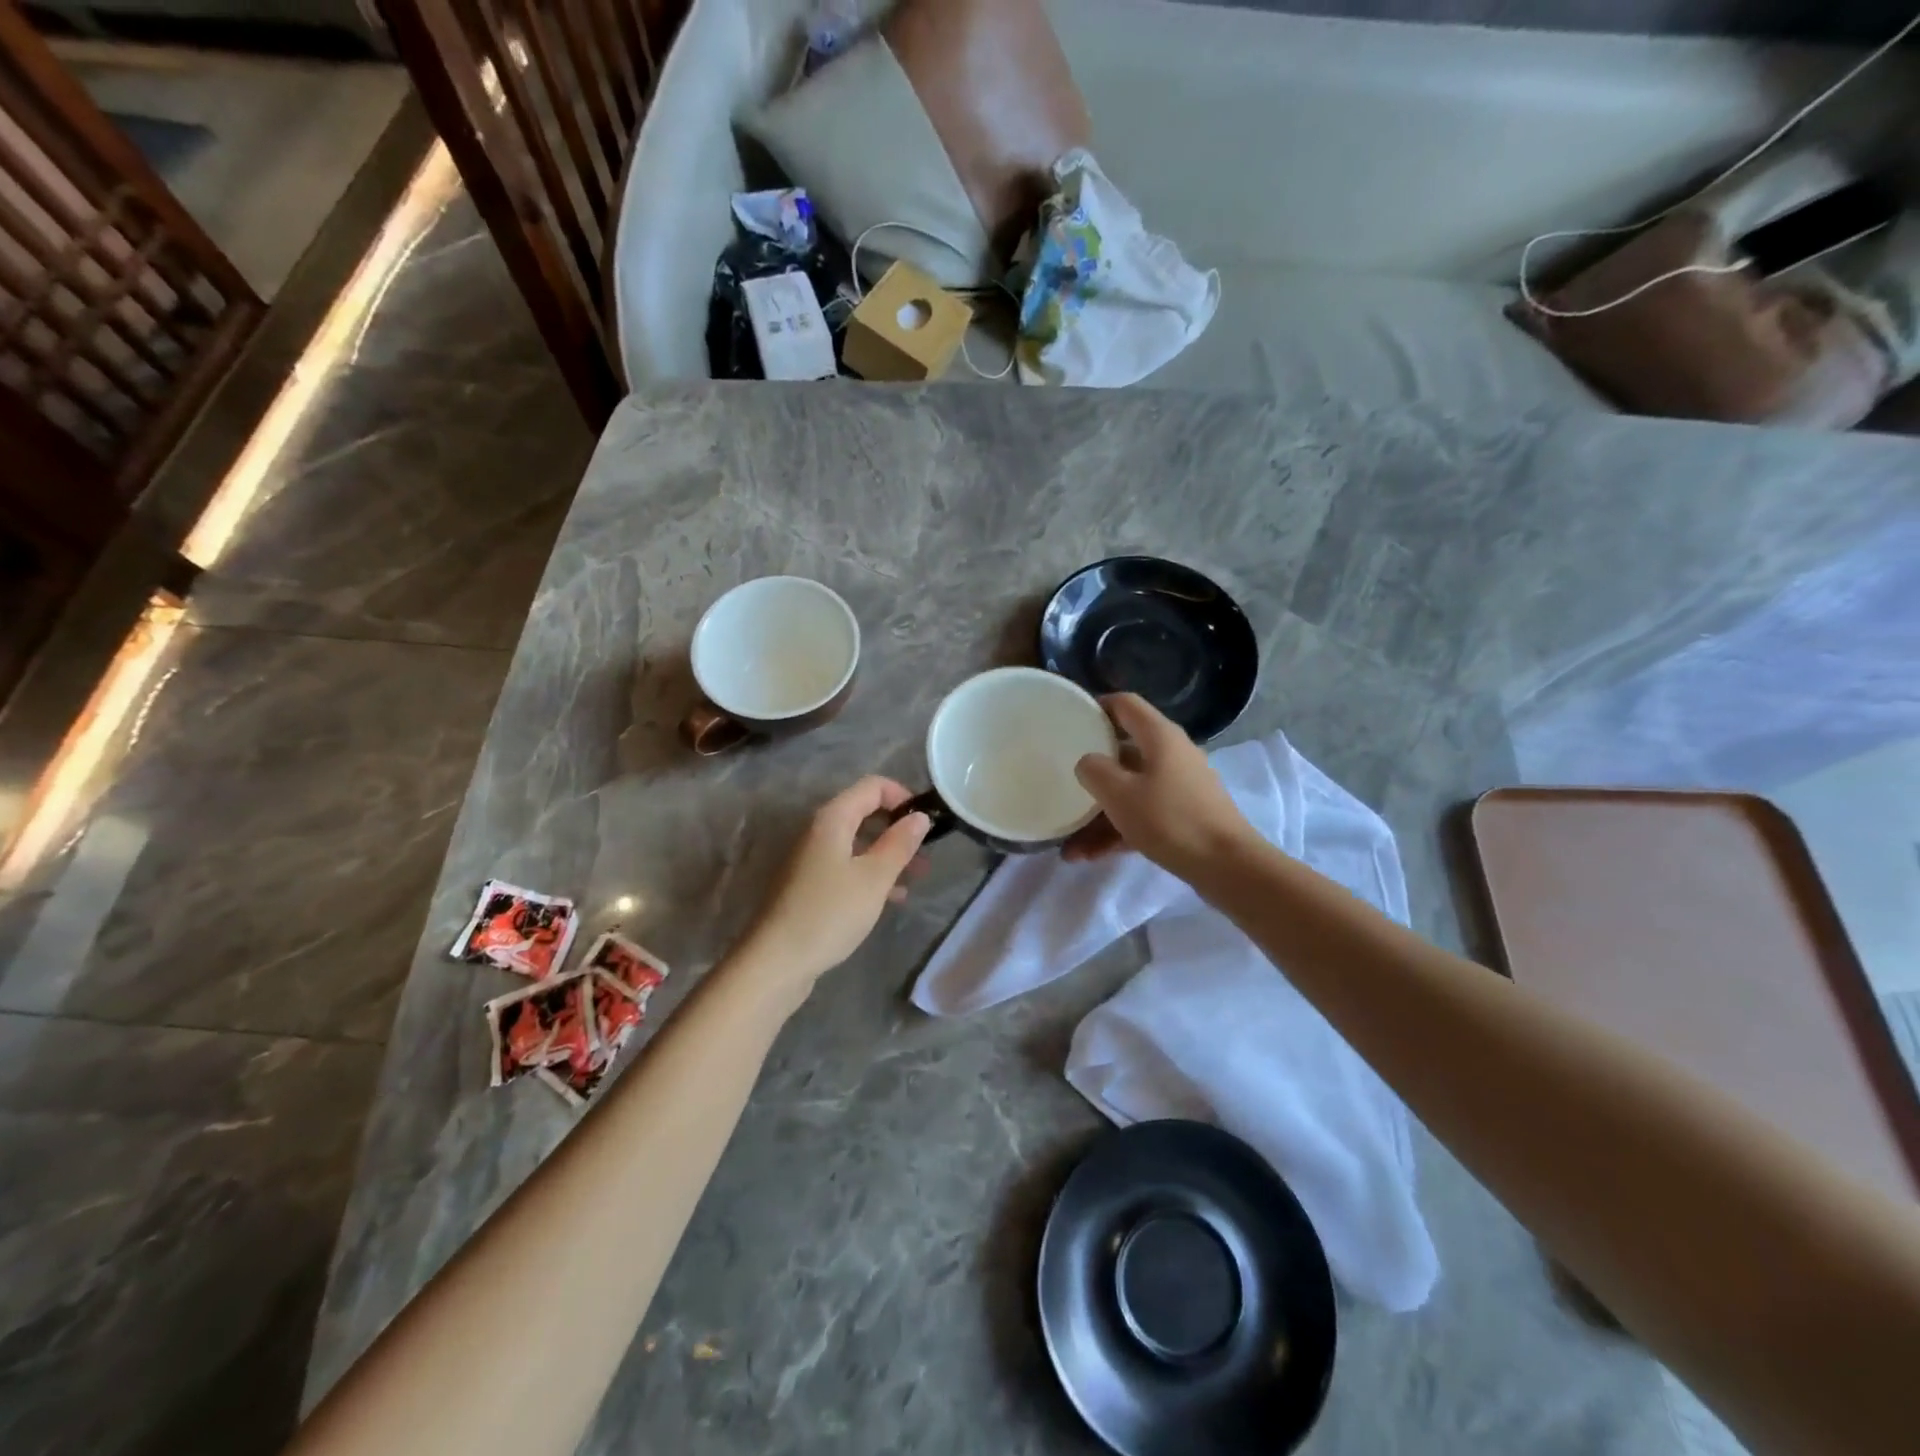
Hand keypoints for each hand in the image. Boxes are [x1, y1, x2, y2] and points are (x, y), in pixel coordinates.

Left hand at [729, 777, 931, 1008]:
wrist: (777, 961)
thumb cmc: (829, 913)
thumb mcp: (874, 878)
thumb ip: (899, 844)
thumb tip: (919, 817)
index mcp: (832, 819)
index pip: (873, 787)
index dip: (903, 797)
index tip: (926, 823)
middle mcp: (819, 831)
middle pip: (865, 813)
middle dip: (898, 828)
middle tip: (926, 853)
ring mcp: (811, 858)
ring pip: (858, 843)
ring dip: (888, 854)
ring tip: (917, 876)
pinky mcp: (809, 885)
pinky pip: (847, 866)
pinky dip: (871, 873)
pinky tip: (892, 897)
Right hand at [1064, 693, 1254, 875]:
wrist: (1227, 866)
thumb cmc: (1170, 819)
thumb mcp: (1119, 793)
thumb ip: (1094, 770)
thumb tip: (1088, 763)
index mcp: (1159, 736)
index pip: (1125, 704)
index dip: (1096, 707)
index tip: (1069, 722)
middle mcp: (1171, 754)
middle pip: (1123, 752)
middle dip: (1091, 774)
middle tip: (1063, 784)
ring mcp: (1179, 787)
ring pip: (1129, 791)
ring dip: (1099, 815)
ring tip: (1068, 844)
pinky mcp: (1183, 816)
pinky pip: (1142, 815)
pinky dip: (1117, 831)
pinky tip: (1089, 856)